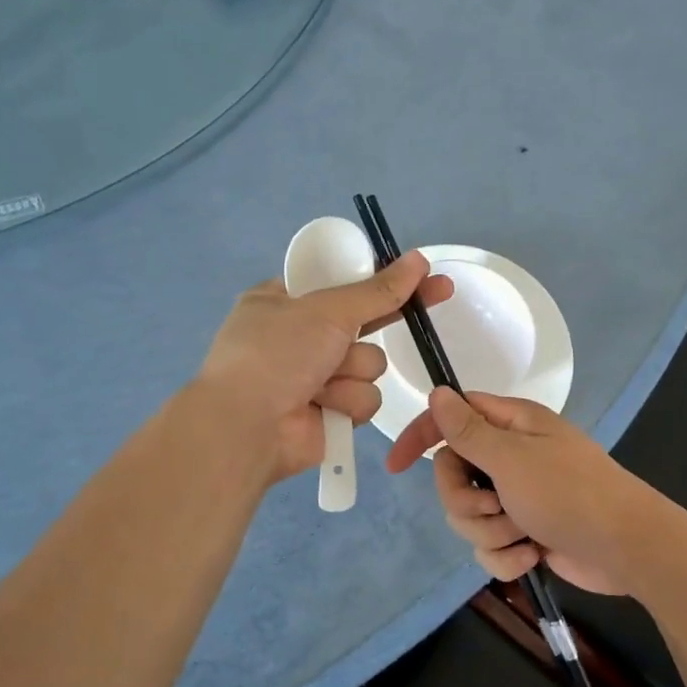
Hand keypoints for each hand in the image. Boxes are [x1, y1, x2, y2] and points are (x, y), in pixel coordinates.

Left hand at [197, 255, 452, 483]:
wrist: (247, 428)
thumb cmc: (276, 354)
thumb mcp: (326, 311)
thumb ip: (377, 290)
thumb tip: (418, 259)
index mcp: (284, 302)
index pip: (342, 282)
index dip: (379, 278)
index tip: (419, 272)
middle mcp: (301, 338)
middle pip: (365, 323)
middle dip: (387, 319)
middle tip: (440, 291)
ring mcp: (317, 377)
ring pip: (370, 364)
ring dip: (353, 372)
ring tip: (322, 382)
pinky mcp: (332, 412)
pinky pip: (365, 398)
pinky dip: (347, 402)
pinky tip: (323, 408)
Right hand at [384, 387, 665, 594]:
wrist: (626, 548)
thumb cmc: (570, 492)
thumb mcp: (512, 458)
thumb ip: (468, 431)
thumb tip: (437, 392)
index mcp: (510, 425)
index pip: (452, 417)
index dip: (422, 436)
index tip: (395, 465)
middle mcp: (510, 456)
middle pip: (453, 474)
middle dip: (465, 500)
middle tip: (494, 507)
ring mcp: (518, 496)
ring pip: (468, 515)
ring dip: (490, 531)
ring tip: (523, 534)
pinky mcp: (524, 532)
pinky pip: (489, 545)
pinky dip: (506, 555)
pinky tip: (533, 556)